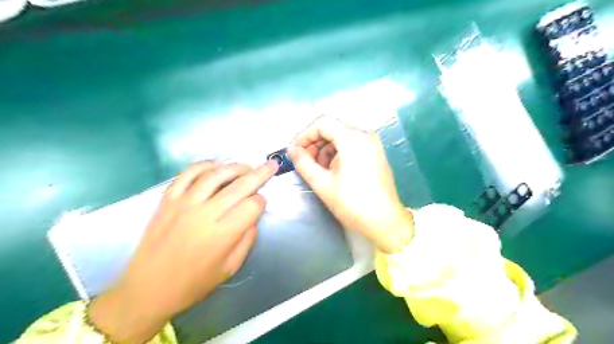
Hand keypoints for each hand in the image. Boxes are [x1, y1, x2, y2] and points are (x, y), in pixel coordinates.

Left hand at [88, 161, 277, 343]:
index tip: (261, 203)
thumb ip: (246, 240)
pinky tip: (216, 166)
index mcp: (221, 235)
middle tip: (271, 165)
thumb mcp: (230, 268)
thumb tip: (253, 216)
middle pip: (239, 186)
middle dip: (259, 174)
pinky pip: (188, 174)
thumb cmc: (192, 283)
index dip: (261, 202)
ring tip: (247, 166)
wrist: (146, 289)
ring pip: (215, 175)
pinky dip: (204, 165)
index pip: (251, 206)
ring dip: (235, 167)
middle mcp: (204, 215)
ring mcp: (183, 204)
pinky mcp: (167, 199)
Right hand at [289, 116, 413, 253]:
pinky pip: (351, 145)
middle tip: (303, 161)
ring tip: (316, 169)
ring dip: (325, 148)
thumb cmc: (352, 203)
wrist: (385, 222)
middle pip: (332, 128)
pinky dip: (337, 153)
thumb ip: (303, 163)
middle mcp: (365, 135)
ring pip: (341, 136)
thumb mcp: (322, 183)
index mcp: (353, 138)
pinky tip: (331, 170)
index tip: (294, 151)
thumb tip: (292, 150)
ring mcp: (372, 144)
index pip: (322, 123)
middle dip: (314, 142)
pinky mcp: (375, 154)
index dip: (304, 135)